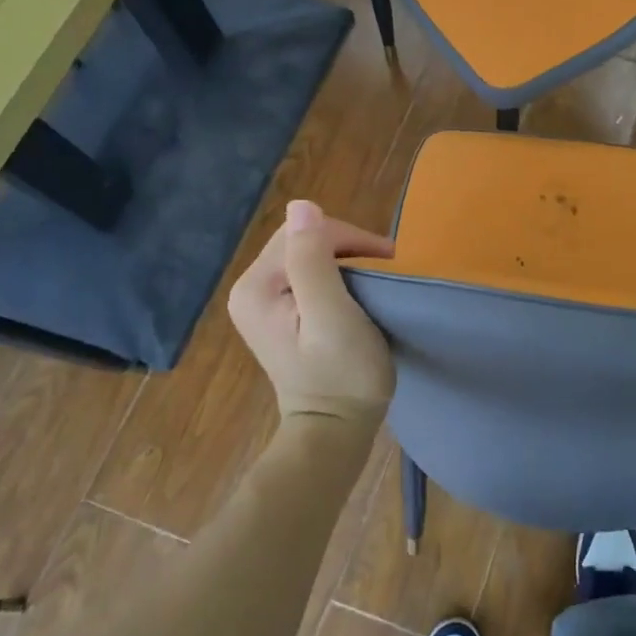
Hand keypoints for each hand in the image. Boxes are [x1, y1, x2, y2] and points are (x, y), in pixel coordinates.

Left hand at [228, 200, 395, 424]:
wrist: (336, 430)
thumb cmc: (342, 375)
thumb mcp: (333, 316)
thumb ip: (314, 262)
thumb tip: (301, 205)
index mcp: (255, 287)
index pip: (303, 232)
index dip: (348, 239)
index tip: (386, 262)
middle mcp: (249, 288)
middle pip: (303, 240)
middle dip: (348, 248)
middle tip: (386, 272)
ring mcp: (261, 301)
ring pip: (309, 254)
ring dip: (347, 260)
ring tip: (377, 281)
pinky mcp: (278, 312)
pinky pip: (308, 273)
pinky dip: (337, 275)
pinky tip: (356, 293)